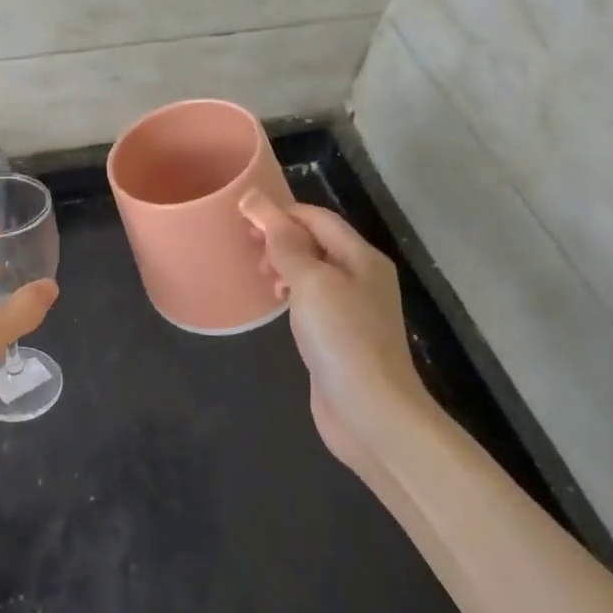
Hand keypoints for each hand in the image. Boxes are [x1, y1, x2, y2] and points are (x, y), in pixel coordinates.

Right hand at [239, 191, 431, 479]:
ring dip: (283, 265)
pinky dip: (290, 293)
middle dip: (279, 238)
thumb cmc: (342, 337)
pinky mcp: (340, 337)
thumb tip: (255, 201)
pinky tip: (274, 303)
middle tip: (245, 248)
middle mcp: (361, 277)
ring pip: (312, 272)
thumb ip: (284, 243)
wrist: (370, 411)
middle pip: (316, 242)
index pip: (318, 218)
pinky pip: (311, 300)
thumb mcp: (311, 282)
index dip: (281, 212)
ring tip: (258, 275)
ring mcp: (352, 309)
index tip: (242, 217)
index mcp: (361, 257)